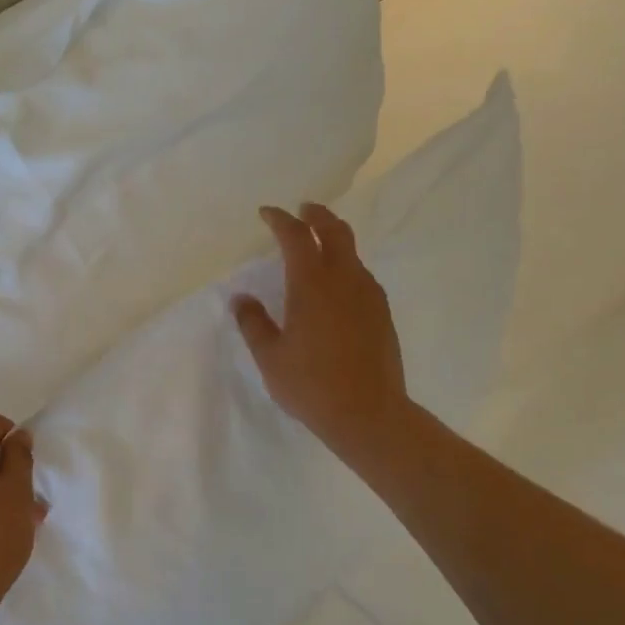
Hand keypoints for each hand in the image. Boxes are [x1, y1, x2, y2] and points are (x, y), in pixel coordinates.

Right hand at [233, 203, 409, 463]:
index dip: (280, 220)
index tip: (267, 213)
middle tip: (303, 210)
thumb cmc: (310, 384)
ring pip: (352, 253)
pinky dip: (346, 266)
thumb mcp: (270, 356)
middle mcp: (344, 279)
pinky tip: (336, 286)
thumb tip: (241, 299)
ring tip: (318, 247)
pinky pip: (362, 276)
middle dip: (317, 215)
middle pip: (335, 231)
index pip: (296, 236)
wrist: (368, 414)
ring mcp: (368, 295)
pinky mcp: (382, 313)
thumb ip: (253, 323)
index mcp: (312, 284)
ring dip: (334, 240)